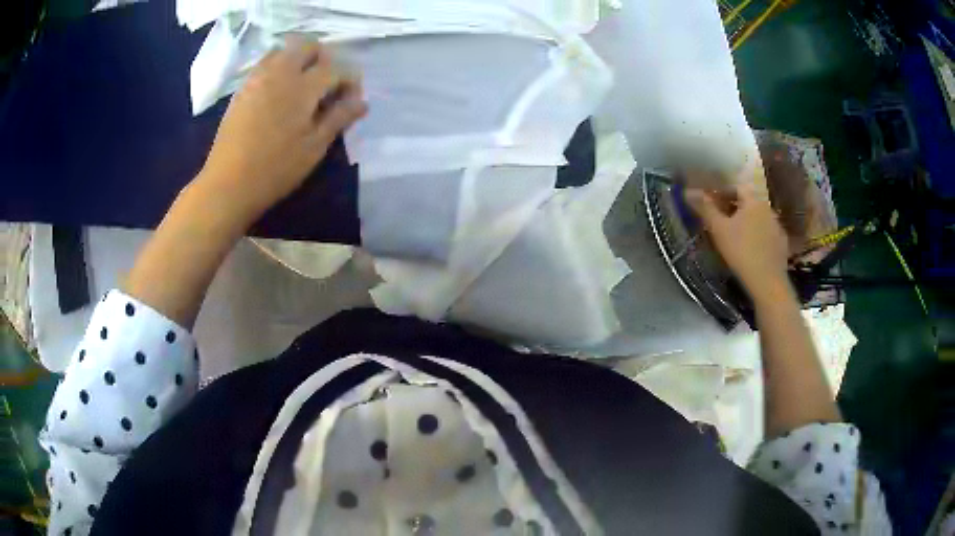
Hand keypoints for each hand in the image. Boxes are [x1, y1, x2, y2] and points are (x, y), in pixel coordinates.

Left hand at [199, 36, 366, 225]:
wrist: (228, 184)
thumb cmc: (275, 169)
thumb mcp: (314, 148)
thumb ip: (339, 118)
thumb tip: (362, 102)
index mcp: (303, 87)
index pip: (335, 69)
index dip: (349, 80)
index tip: (352, 99)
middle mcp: (281, 73)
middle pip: (308, 47)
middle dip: (324, 59)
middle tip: (328, 84)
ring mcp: (258, 78)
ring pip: (285, 50)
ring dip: (300, 59)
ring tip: (303, 84)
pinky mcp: (243, 89)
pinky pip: (265, 63)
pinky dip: (279, 67)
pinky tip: (280, 91)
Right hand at [685, 172, 789, 298]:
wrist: (767, 282)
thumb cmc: (741, 251)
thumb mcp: (719, 229)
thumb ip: (705, 208)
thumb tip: (689, 191)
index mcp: (753, 201)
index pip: (737, 187)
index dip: (723, 192)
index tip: (712, 204)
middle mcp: (768, 209)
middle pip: (749, 202)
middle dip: (734, 208)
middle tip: (721, 220)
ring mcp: (777, 227)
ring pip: (758, 218)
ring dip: (747, 222)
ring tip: (735, 236)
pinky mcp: (782, 244)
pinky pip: (767, 233)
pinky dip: (758, 236)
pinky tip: (751, 249)